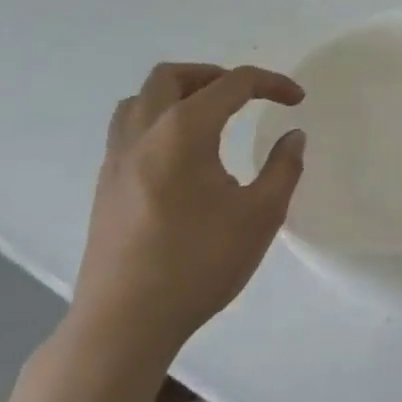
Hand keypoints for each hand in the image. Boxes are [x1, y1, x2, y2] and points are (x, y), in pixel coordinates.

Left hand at [71, 63, 305, 352]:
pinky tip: (179, 157)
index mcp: (183, 130)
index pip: (232, 84)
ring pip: (139, 100)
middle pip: (171, 76)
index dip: (271, 83)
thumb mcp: (260, 216)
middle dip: (213, 75)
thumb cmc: (197, 264)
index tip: (296, 100)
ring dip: (176, 95)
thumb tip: (293, 137)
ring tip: (207, 117)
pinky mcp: (105, 188)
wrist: (123, 326)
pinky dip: (156, 123)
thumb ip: (283, 168)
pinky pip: (127, 131)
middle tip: (244, 97)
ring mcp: (117, 160)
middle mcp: (145, 133)